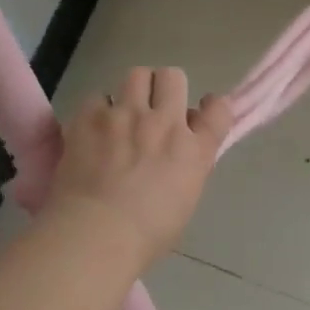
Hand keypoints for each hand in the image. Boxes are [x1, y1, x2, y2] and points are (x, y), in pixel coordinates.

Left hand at [43, 67, 232, 270]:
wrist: (96, 234)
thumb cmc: (146, 235)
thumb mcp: (185, 201)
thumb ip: (188, 166)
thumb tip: (181, 149)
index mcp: (195, 150)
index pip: (219, 109)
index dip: (211, 106)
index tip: (200, 113)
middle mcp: (165, 123)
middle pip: (174, 77)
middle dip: (166, 88)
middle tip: (155, 109)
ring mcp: (126, 115)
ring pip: (137, 74)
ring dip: (134, 90)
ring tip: (123, 112)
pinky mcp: (90, 117)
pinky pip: (98, 96)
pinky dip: (97, 110)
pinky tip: (93, 129)